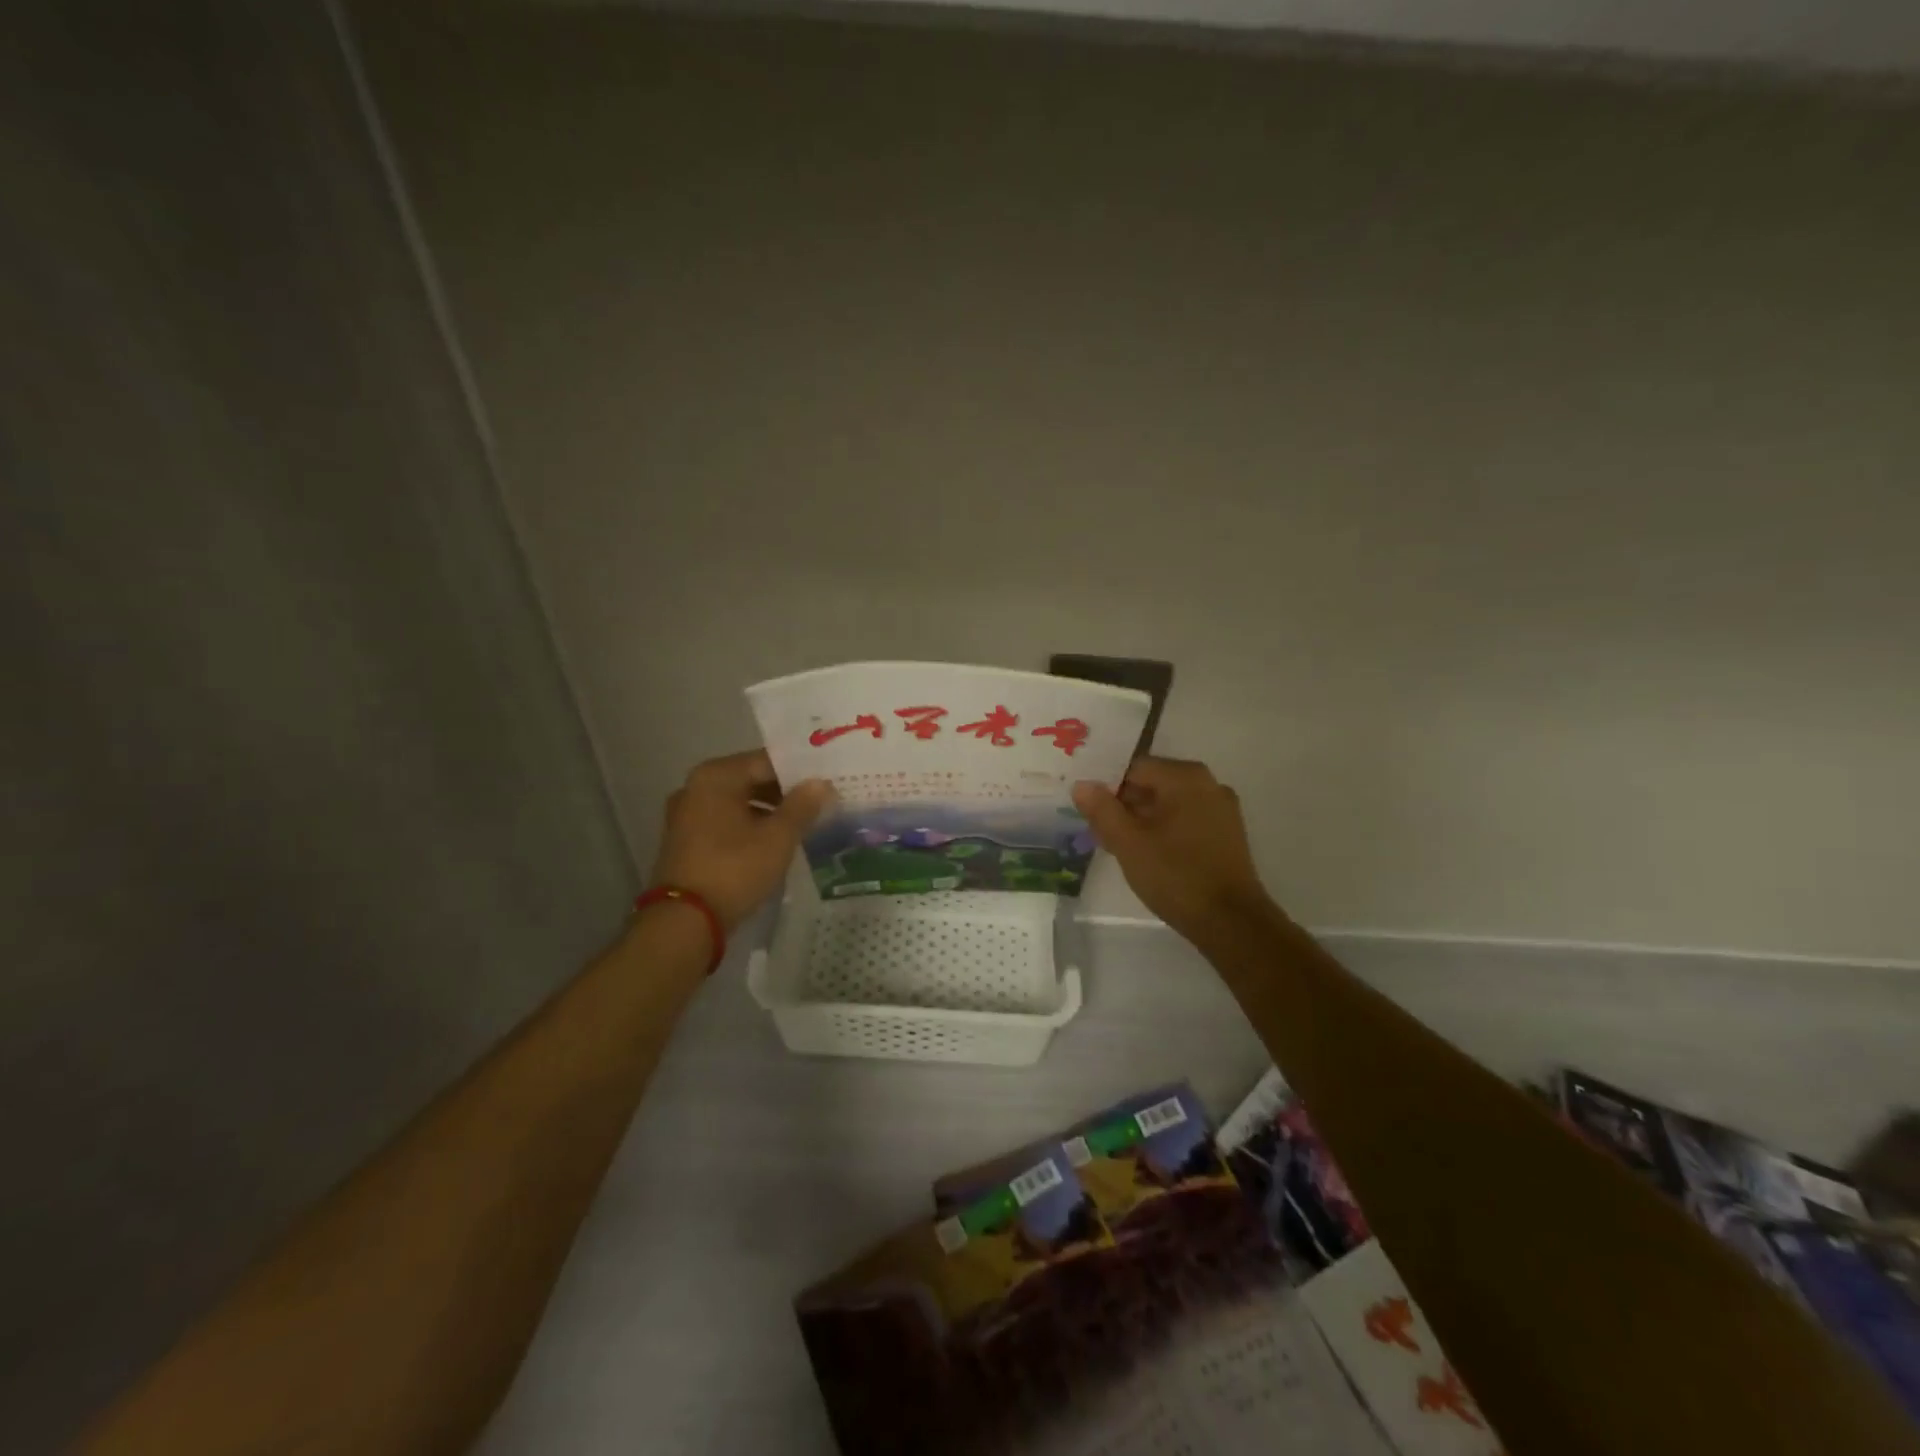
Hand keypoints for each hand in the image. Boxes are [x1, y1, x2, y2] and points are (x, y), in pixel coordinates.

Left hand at [649, 750, 832, 930]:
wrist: (684, 922)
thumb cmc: (734, 869)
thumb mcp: (777, 837)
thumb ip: (802, 806)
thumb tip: (821, 783)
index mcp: (716, 776)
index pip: (768, 761)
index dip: (800, 772)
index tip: (828, 782)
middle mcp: (695, 787)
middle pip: (751, 780)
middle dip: (785, 792)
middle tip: (821, 803)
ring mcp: (686, 815)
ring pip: (739, 803)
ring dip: (769, 812)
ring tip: (803, 824)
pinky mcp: (685, 841)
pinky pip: (725, 822)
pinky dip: (749, 827)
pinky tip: (774, 842)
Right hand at [1072, 757, 1275, 940]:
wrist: (1230, 922)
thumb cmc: (1175, 875)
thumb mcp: (1128, 842)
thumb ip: (1102, 809)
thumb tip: (1082, 785)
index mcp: (1185, 777)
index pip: (1134, 768)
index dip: (1107, 788)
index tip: (1091, 814)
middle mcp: (1208, 784)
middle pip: (1152, 784)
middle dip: (1124, 805)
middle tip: (1101, 833)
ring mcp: (1221, 809)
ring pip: (1169, 804)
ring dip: (1142, 820)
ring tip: (1120, 847)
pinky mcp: (1227, 834)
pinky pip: (1186, 820)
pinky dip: (1164, 830)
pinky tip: (1148, 855)